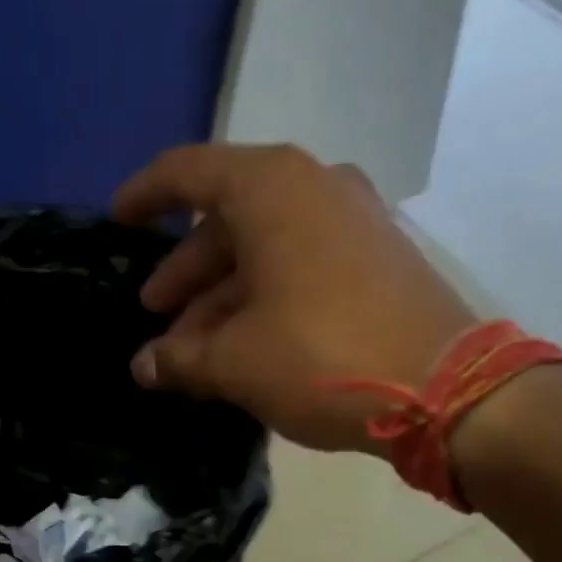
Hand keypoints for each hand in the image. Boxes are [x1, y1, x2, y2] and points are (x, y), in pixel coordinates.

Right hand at [113, 143, 475, 453]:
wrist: (444, 389)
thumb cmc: (323, 358)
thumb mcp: (237, 363)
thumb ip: (180, 361)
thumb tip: (143, 367)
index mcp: (271, 188)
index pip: (188, 172)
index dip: (145, 195)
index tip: (117, 221)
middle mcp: (315, 187)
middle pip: (228, 221)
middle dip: (186, 273)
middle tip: (156, 318)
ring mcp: (355, 222)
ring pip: (268, 252)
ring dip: (225, 298)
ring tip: (195, 352)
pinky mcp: (380, 260)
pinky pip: (304, 268)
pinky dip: (268, 301)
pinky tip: (249, 347)